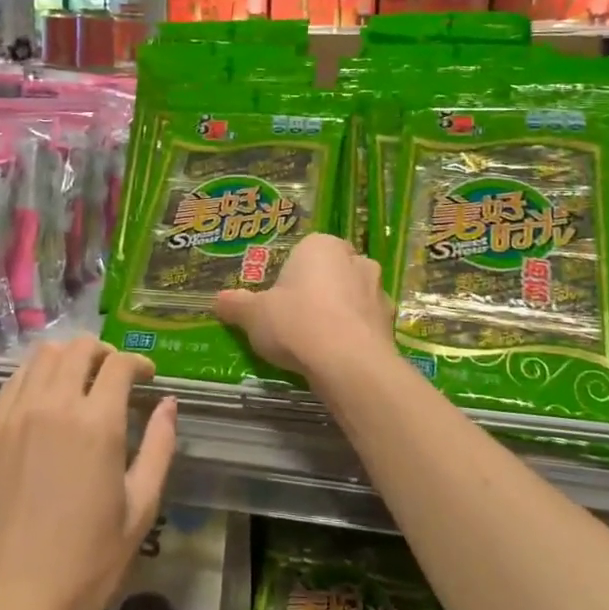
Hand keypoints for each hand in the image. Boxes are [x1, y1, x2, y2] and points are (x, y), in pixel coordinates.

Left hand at [0, 338, 177, 609]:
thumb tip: (168, 405)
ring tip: (78, 381)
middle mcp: (53, 406)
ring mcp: (13, 418)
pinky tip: (43, 402)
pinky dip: (34, 378)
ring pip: (41, 356)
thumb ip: (160, 448)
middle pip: (78, 348)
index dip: (139, 363)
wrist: (8, 605)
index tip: (147, 377)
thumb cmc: (86, 564)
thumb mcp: (140, 510)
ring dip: (67, 358)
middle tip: (114, 376)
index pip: (119, 364)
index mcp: (97, 423)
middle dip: (103, 352)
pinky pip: (12, 384)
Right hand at [214, 233, 392, 381]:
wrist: (348, 363)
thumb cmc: (296, 323)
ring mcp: (378, 290)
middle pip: (331, 272)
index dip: (290, 277)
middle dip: (318, 291)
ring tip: (318, 343)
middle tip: (296, 320)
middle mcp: (355, 259)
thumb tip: (217, 300)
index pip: (305, 252)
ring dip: (340, 313)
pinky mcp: (391, 322)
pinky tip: (338, 357)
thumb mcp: (254, 315)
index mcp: (321, 246)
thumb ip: (236, 305)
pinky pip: (366, 324)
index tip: (278, 301)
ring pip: (353, 297)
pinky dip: (355, 335)